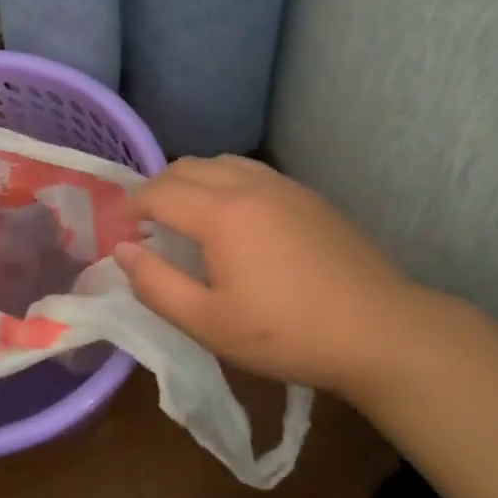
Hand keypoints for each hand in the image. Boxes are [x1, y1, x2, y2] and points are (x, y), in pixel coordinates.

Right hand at [114, 155, 428, 398]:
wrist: (379, 331)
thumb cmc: (287, 334)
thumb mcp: (208, 323)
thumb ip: (156, 284)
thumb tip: (123, 251)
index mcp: (221, 214)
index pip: (158, 192)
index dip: (129, 208)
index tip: (118, 233)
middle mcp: (250, 185)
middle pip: (186, 167)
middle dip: (156, 189)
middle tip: (145, 226)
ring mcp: (284, 186)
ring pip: (221, 162)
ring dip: (191, 181)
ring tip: (185, 218)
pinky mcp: (308, 196)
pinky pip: (251, 171)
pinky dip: (224, 182)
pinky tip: (233, 218)